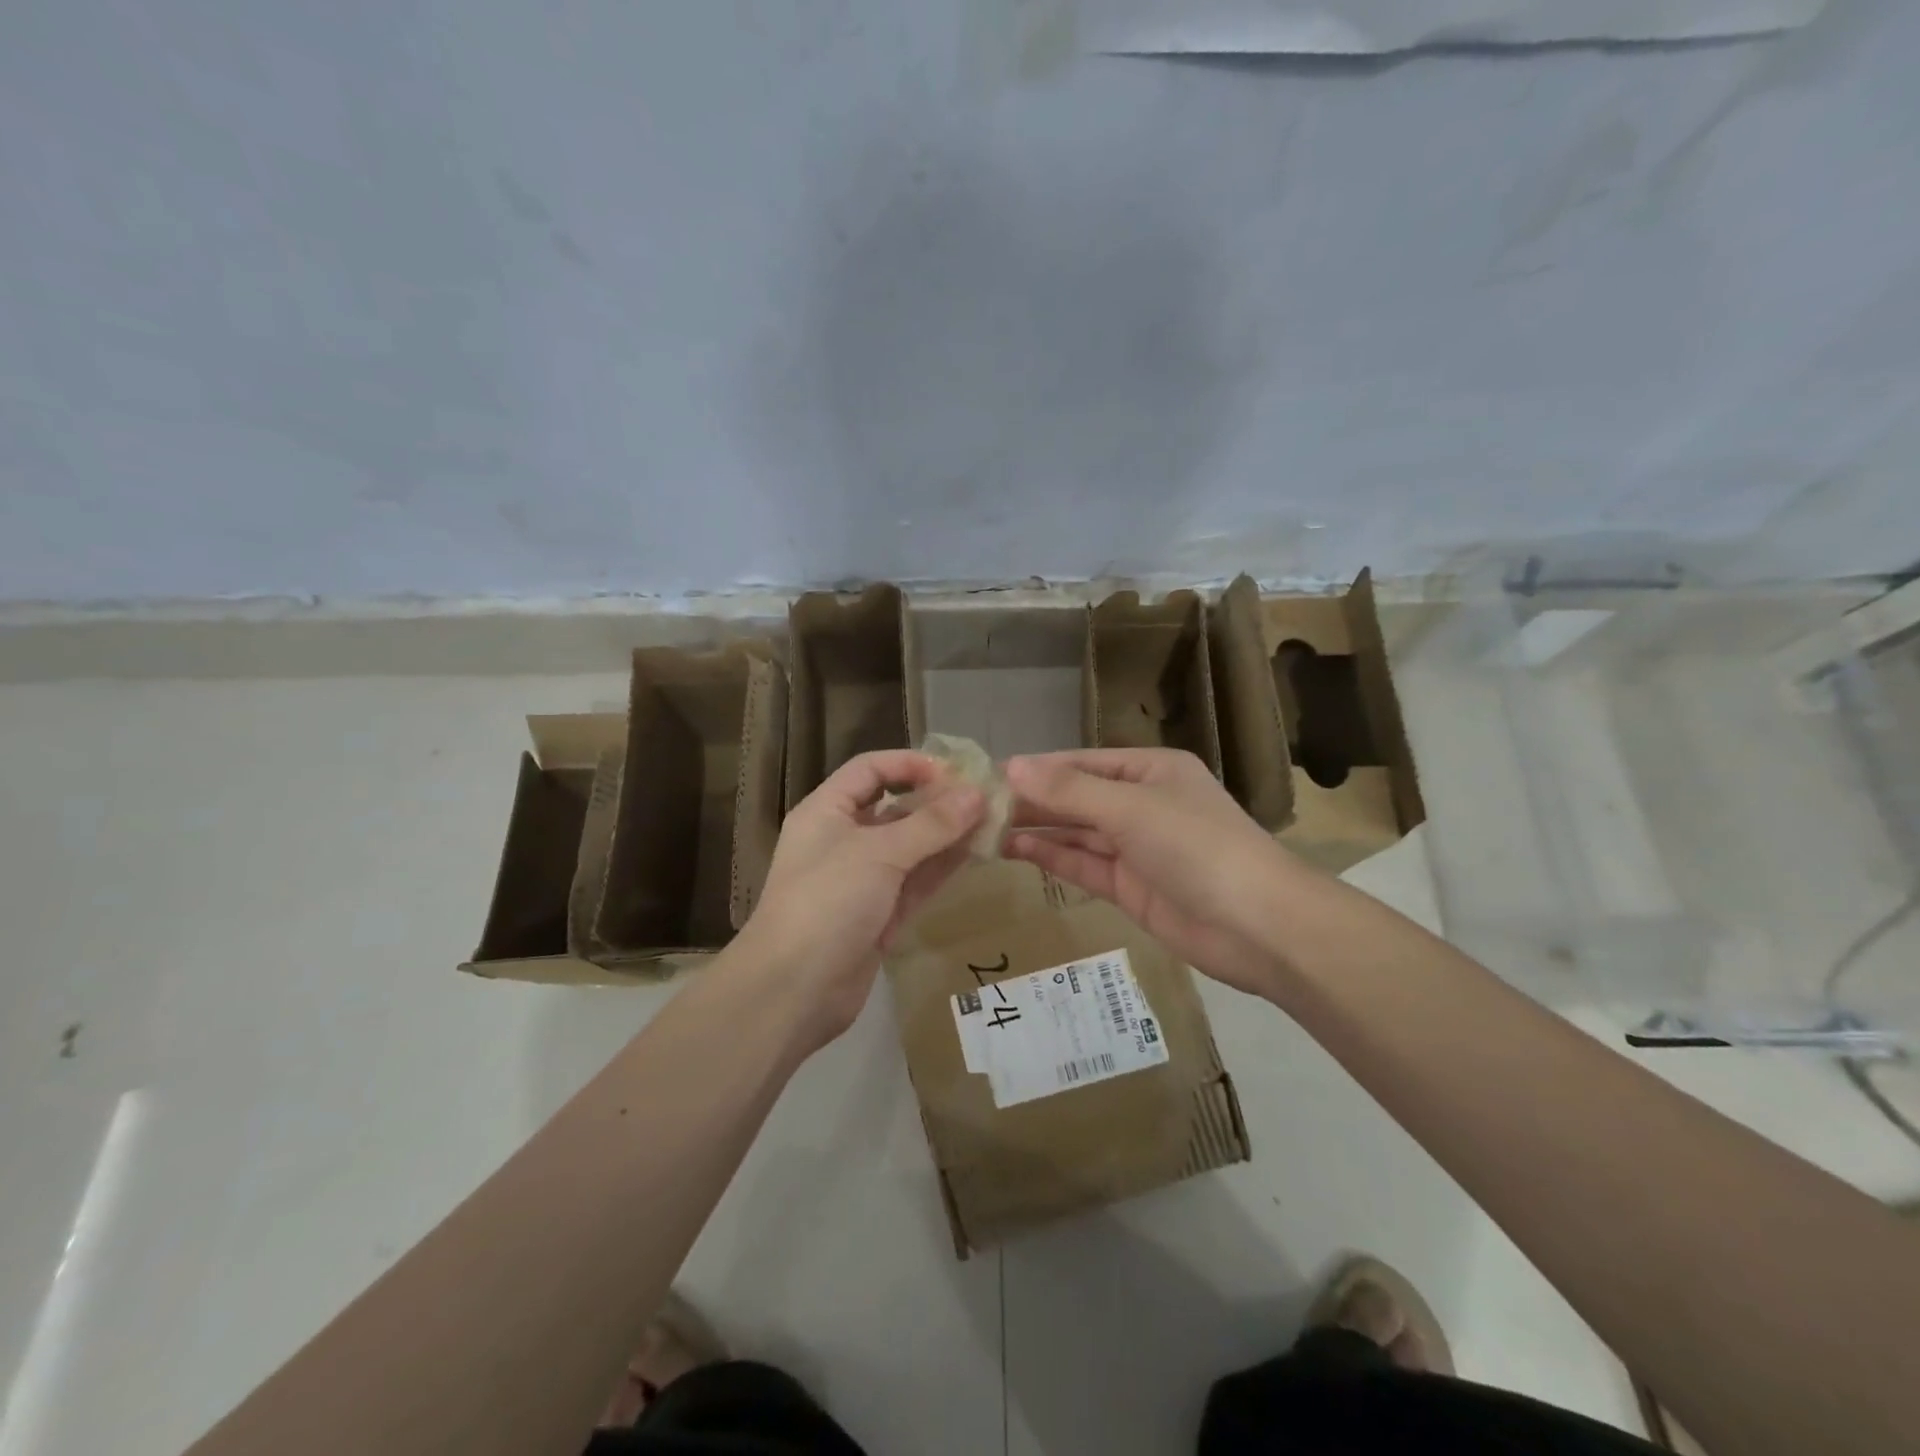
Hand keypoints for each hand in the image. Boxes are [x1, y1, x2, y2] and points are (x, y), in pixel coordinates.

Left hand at [739, 750, 985, 1046]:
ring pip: (912, 847)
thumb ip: (931, 823)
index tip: (955, 771)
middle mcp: (844, 839)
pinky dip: (943, 867)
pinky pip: (916, 881)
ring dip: (948, 835)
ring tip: (994, 823)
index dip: (910, 764)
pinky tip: (978, 854)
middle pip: (896, 808)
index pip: (870, 770)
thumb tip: (977, 793)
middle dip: (939, 802)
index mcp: (827, 811)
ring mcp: (863, 880)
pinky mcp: (880, 915)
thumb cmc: (828, 902)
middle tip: (987, 799)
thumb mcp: (879, 853)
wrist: (793, 991)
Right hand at [1003, 748, 1299, 996]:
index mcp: (1150, 770)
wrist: (1258, 927)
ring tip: (986, 828)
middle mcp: (1142, 803)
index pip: (1081, 763)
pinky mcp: (1132, 887)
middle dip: (1032, 801)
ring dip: (1037, 829)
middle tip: (978, 806)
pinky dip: (1053, 857)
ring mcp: (1137, 848)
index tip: (990, 775)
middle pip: (1077, 797)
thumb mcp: (1130, 809)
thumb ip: (1068, 791)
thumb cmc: (1197, 847)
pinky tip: (1016, 850)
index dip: (1037, 768)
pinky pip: (1084, 865)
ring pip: (1077, 832)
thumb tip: (1010, 766)